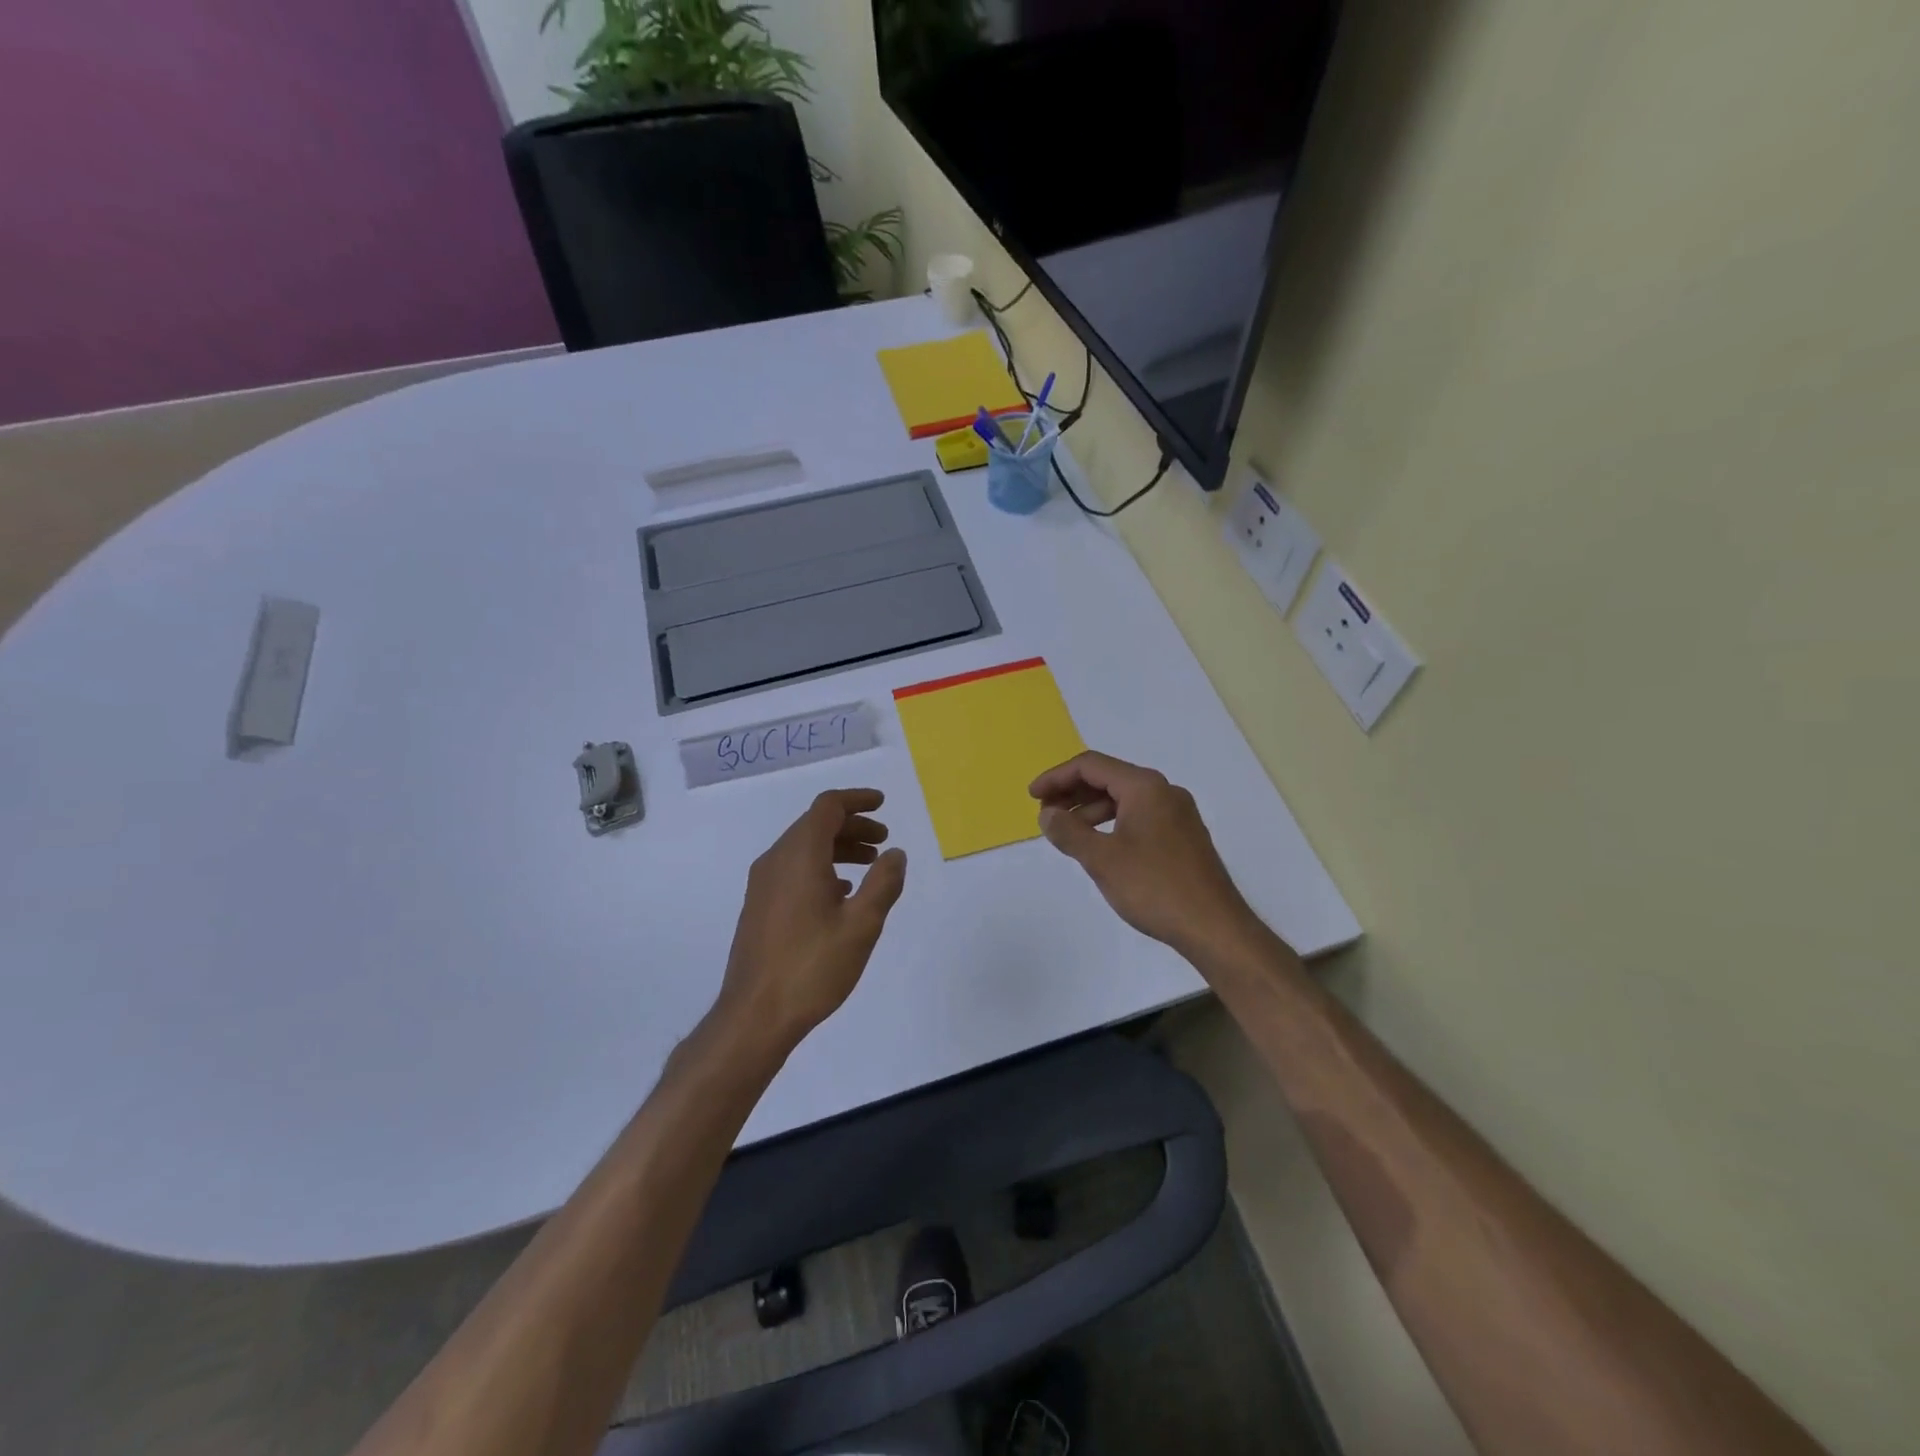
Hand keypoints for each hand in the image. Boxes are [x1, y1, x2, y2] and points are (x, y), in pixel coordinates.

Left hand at [716, 789, 907, 1056]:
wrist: (755, 1015)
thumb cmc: (812, 967)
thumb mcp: (861, 925)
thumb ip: (883, 883)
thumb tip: (896, 854)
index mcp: (799, 855)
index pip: (828, 807)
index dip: (857, 800)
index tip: (882, 804)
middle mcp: (776, 860)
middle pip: (815, 825)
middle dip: (852, 826)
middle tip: (884, 841)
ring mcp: (763, 884)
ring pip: (804, 848)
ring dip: (838, 848)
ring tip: (870, 865)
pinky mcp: (759, 906)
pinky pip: (793, 870)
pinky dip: (821, 868)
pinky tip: (841, 894)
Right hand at [1029, 751, 1259, 958]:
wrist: (1214, 927)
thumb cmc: (1154, 887)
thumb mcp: (1102, 859)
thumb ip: (1069, 832)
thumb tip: (1047, 814)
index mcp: (1145, 787)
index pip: (1091, 765)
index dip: (1056, 777)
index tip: (1032, 796)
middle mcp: (1164, 791)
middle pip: (1109, 778)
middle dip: (1072, 792)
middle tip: (1045, 814)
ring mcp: (1178, 814)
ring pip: (1124, 799)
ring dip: (1090, 809)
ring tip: (1067, 833)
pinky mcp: (1183, 837)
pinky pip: (1139, 817)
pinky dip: (1112, 823)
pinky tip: (1099, 846)